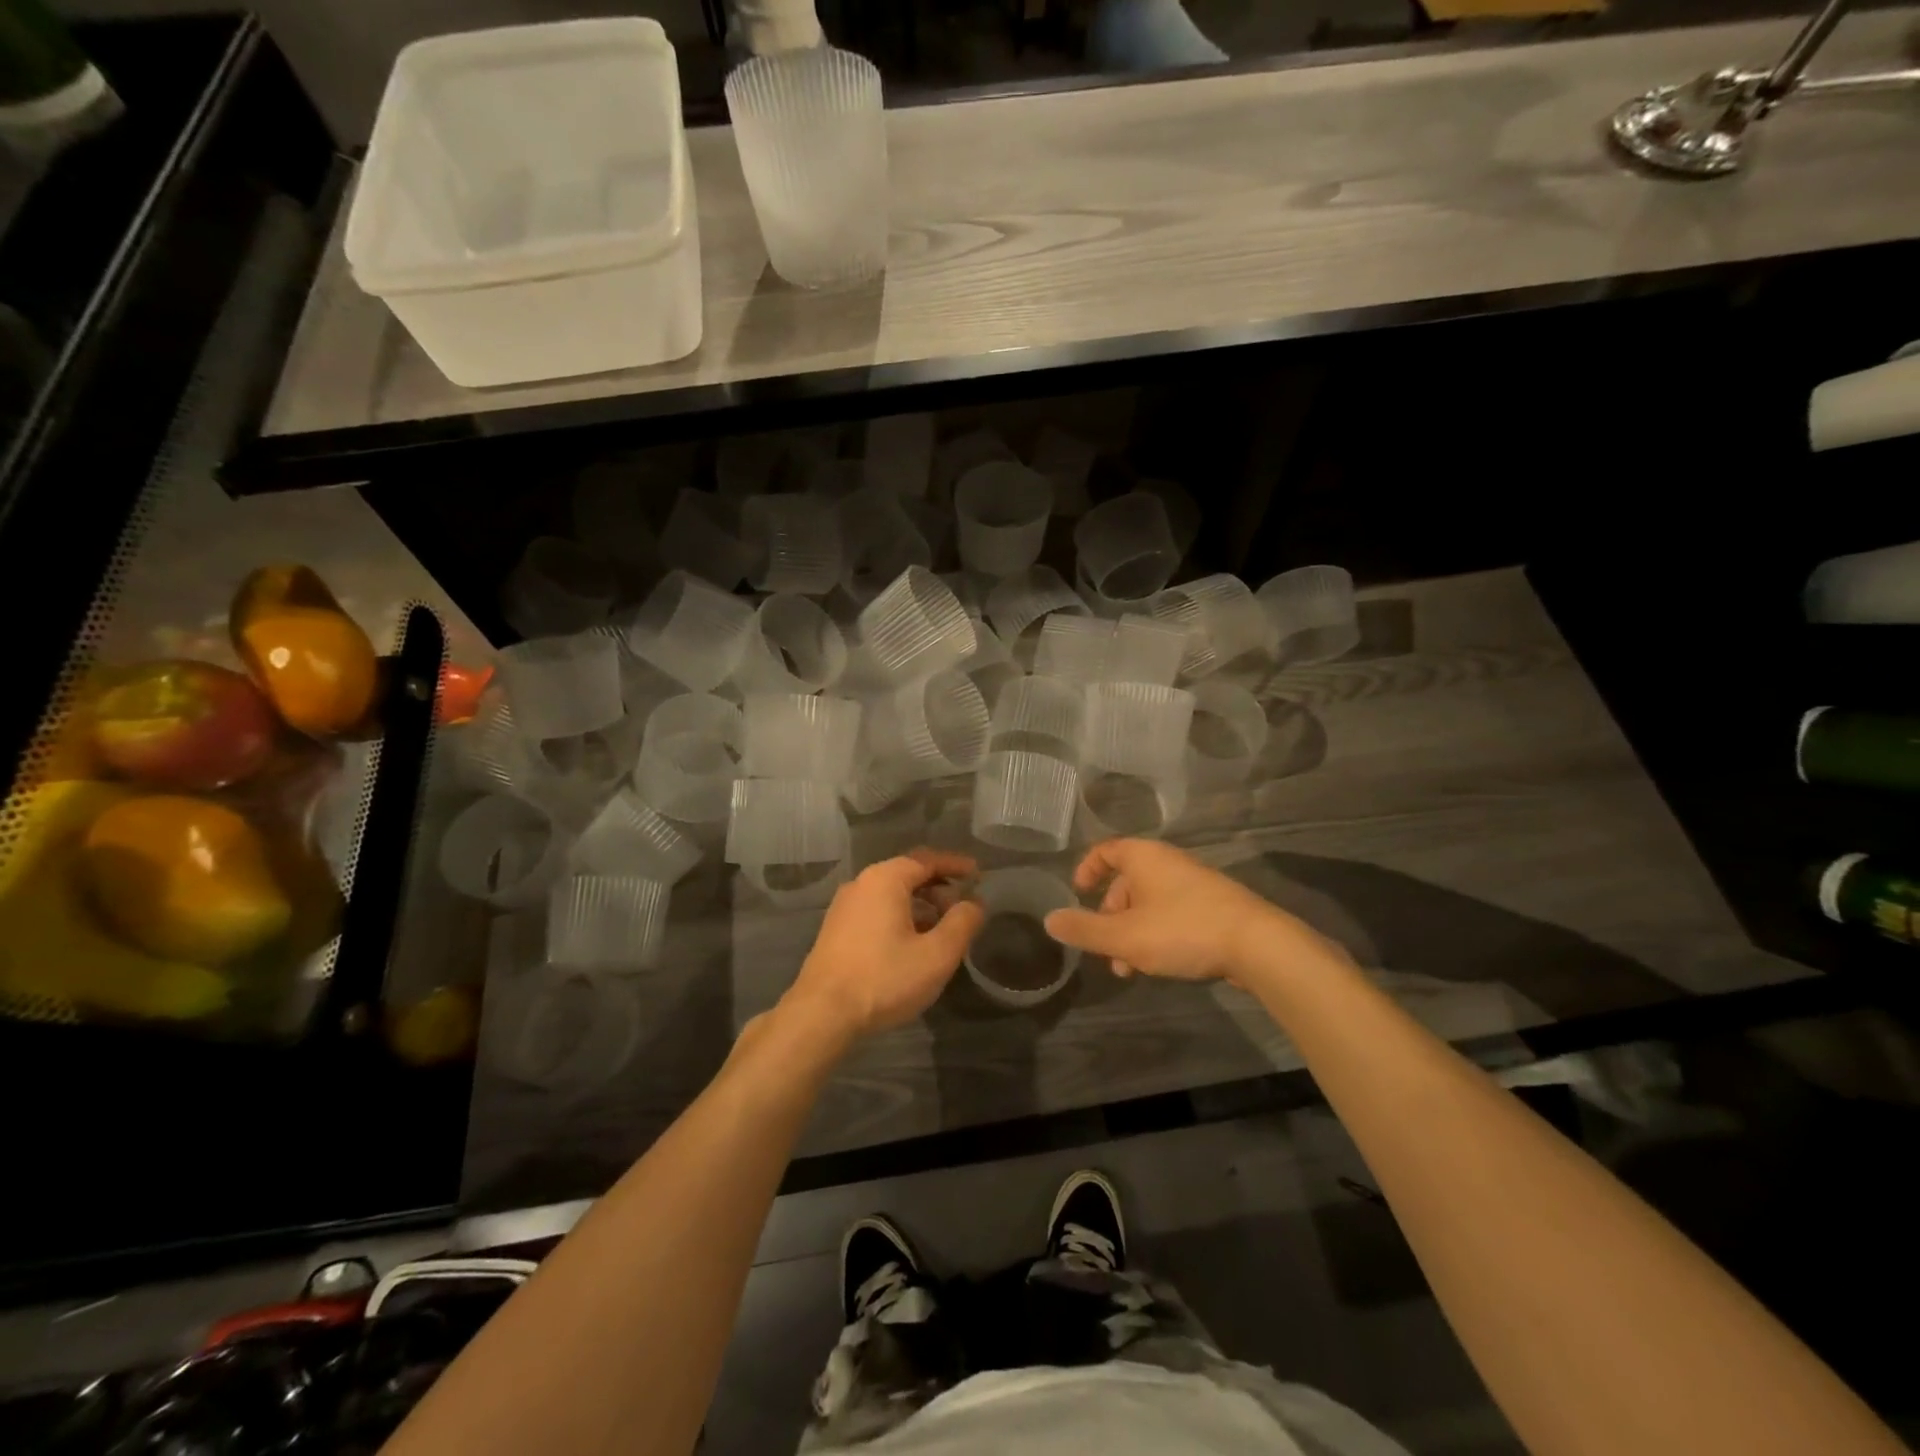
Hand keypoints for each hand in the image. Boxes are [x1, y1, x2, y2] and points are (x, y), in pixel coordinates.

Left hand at [780, 850, 983, 1042]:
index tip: (978, 874)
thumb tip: (975, 902)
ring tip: (941, 929)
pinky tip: (911, 943)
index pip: (927, 860)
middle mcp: (861, 884)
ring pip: (891, 894)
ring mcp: (844, 907)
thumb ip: (962, 923)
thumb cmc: (884, 978)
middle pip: (907, 874)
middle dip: (939, 887)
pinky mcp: (835, 930)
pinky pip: (876, 910)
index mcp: (885, 879)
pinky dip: (900, 916)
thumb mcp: (936, 954)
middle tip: (962, 908)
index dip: (956, 865)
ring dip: (920, 905)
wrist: (821, 1014)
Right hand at [1044, 839, 1312, 984]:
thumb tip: (1049, 920)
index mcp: (1143, 857)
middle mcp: (1167, 863)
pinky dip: (1156, 934)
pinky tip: (1159, 965)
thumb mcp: (1124, 936)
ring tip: (1129, 969)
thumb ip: (1084, 929)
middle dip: (1109, 916)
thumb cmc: (1182, 931)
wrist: (1257, 945)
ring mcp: (1193, 884)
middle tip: (1104, 947)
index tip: (1078, 894)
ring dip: (1131, 933)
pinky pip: (1172, 914)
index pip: (1106, 851)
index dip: (1087, 869)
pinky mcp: (1213, 907)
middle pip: (1126, 882)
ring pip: (1149, 903)